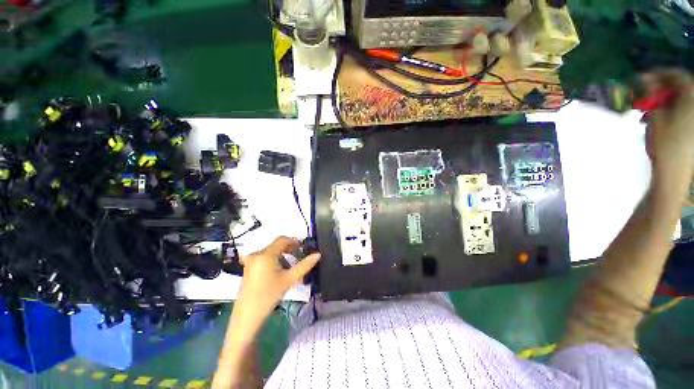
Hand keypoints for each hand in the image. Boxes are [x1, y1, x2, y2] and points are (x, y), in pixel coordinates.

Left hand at [237, 236, 320, 318]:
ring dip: (282, 254)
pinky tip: (280, 270)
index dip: (294, 241)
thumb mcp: (289, 279)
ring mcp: (250, 261)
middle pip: (276, 245)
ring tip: (291, 264)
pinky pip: (264, 258)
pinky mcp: (248, 268)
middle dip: (289, 248)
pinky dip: (274, 259)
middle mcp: (256, 254)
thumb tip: (318, 254)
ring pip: (270, 252)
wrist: (247, 316)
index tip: (304, 246)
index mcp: (265, 254)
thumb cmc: (269, 296)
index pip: (282, 240)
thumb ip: (304, 265)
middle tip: (300, 255)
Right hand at [641, 69, 693, 173]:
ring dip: (662, 100)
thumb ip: (651, 94)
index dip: (661, 73)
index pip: (678, 75)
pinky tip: (657, 118)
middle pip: (679, 87)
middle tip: (643, 95)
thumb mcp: (655, 116)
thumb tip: (643, 77)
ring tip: (647, 110)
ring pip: (679, 99)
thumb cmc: (665, 143)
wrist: (674, 171)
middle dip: (660, 88)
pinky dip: (669, 109)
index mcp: (691, 99)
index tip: (643, 76)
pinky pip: (681, 110)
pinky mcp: (692, 127)